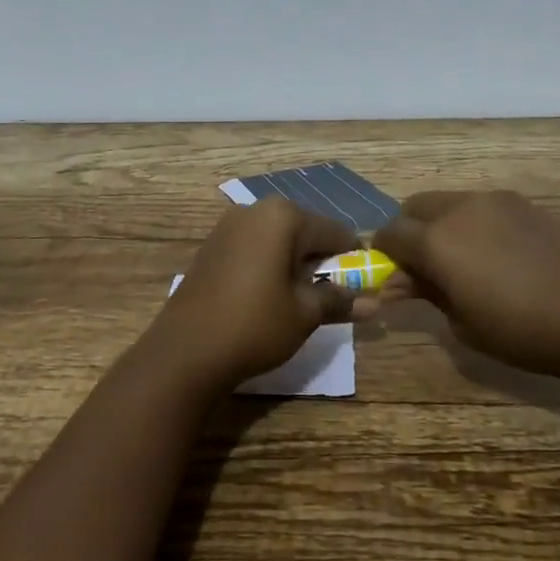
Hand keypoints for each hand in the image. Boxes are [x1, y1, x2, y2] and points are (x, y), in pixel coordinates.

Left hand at [149, 198, 360, 389]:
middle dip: (322, 259)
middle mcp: (255, 210)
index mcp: (283, 216)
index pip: (335, 231)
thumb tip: (374, 303)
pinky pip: (254, 247)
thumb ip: (339, 300)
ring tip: (301, 297)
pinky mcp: (211, 245)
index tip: (364, 283)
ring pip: (278, 238)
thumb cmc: (254, 325)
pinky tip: (269, 294)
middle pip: (305, 230)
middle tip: (332, 294)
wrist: (185, 350)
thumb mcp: (304, 314)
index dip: (354, 258)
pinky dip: (269, 264)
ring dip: (295, 261)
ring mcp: (228, 225)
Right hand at [373, 190, 559, 386]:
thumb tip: (400, 282)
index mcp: (436, 241)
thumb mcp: (465, 325)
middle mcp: (459, 209)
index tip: (391, 276)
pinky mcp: (524, 203)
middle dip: (409, 232)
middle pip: (414, 207)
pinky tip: (499, 256)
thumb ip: (427, 293)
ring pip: (449, 202)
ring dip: (441, 225)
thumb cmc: (527, 333)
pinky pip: (482, 206)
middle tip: (424, 267)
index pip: (389, 234)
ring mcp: (495, 200)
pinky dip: (473, 223)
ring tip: (465, 262)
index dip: (383, 254)